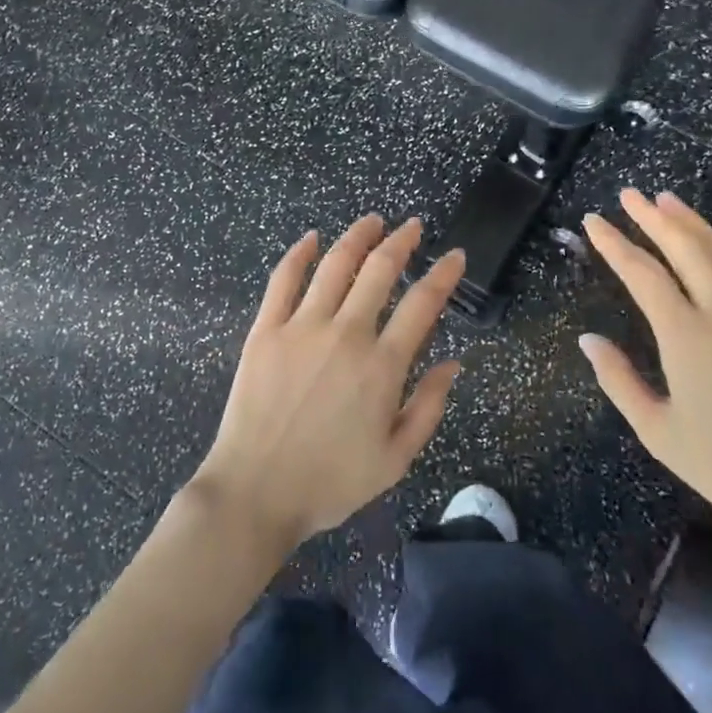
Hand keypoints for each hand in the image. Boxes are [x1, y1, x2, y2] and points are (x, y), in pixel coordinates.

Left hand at [190, 216, 465, 554]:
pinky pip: (283, 280)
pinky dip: (299, 254)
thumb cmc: (330, 481)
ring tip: (372, 220)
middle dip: (401, 242)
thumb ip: (428, 407)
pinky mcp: (266, 330)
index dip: (444, 275)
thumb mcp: (395, 459)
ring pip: (335, 265)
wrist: (256, 492)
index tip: (455, 256)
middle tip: (412, 226)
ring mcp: (302, 327)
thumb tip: (452, 363)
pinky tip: (311, 238)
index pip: (423, 304)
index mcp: (382, 366)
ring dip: (357, 236)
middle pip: (379, 270)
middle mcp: (346, 334)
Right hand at [580, 189, 711, 565]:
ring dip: (693, 222)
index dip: (614, 243)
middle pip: (683, 247)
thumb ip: (619, 381)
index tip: (594, 220)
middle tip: (629, 194)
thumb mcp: (659, 434)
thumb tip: (588, 340)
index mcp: (685, 334)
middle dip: (652, 217)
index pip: (641, 273)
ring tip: (668, 200)